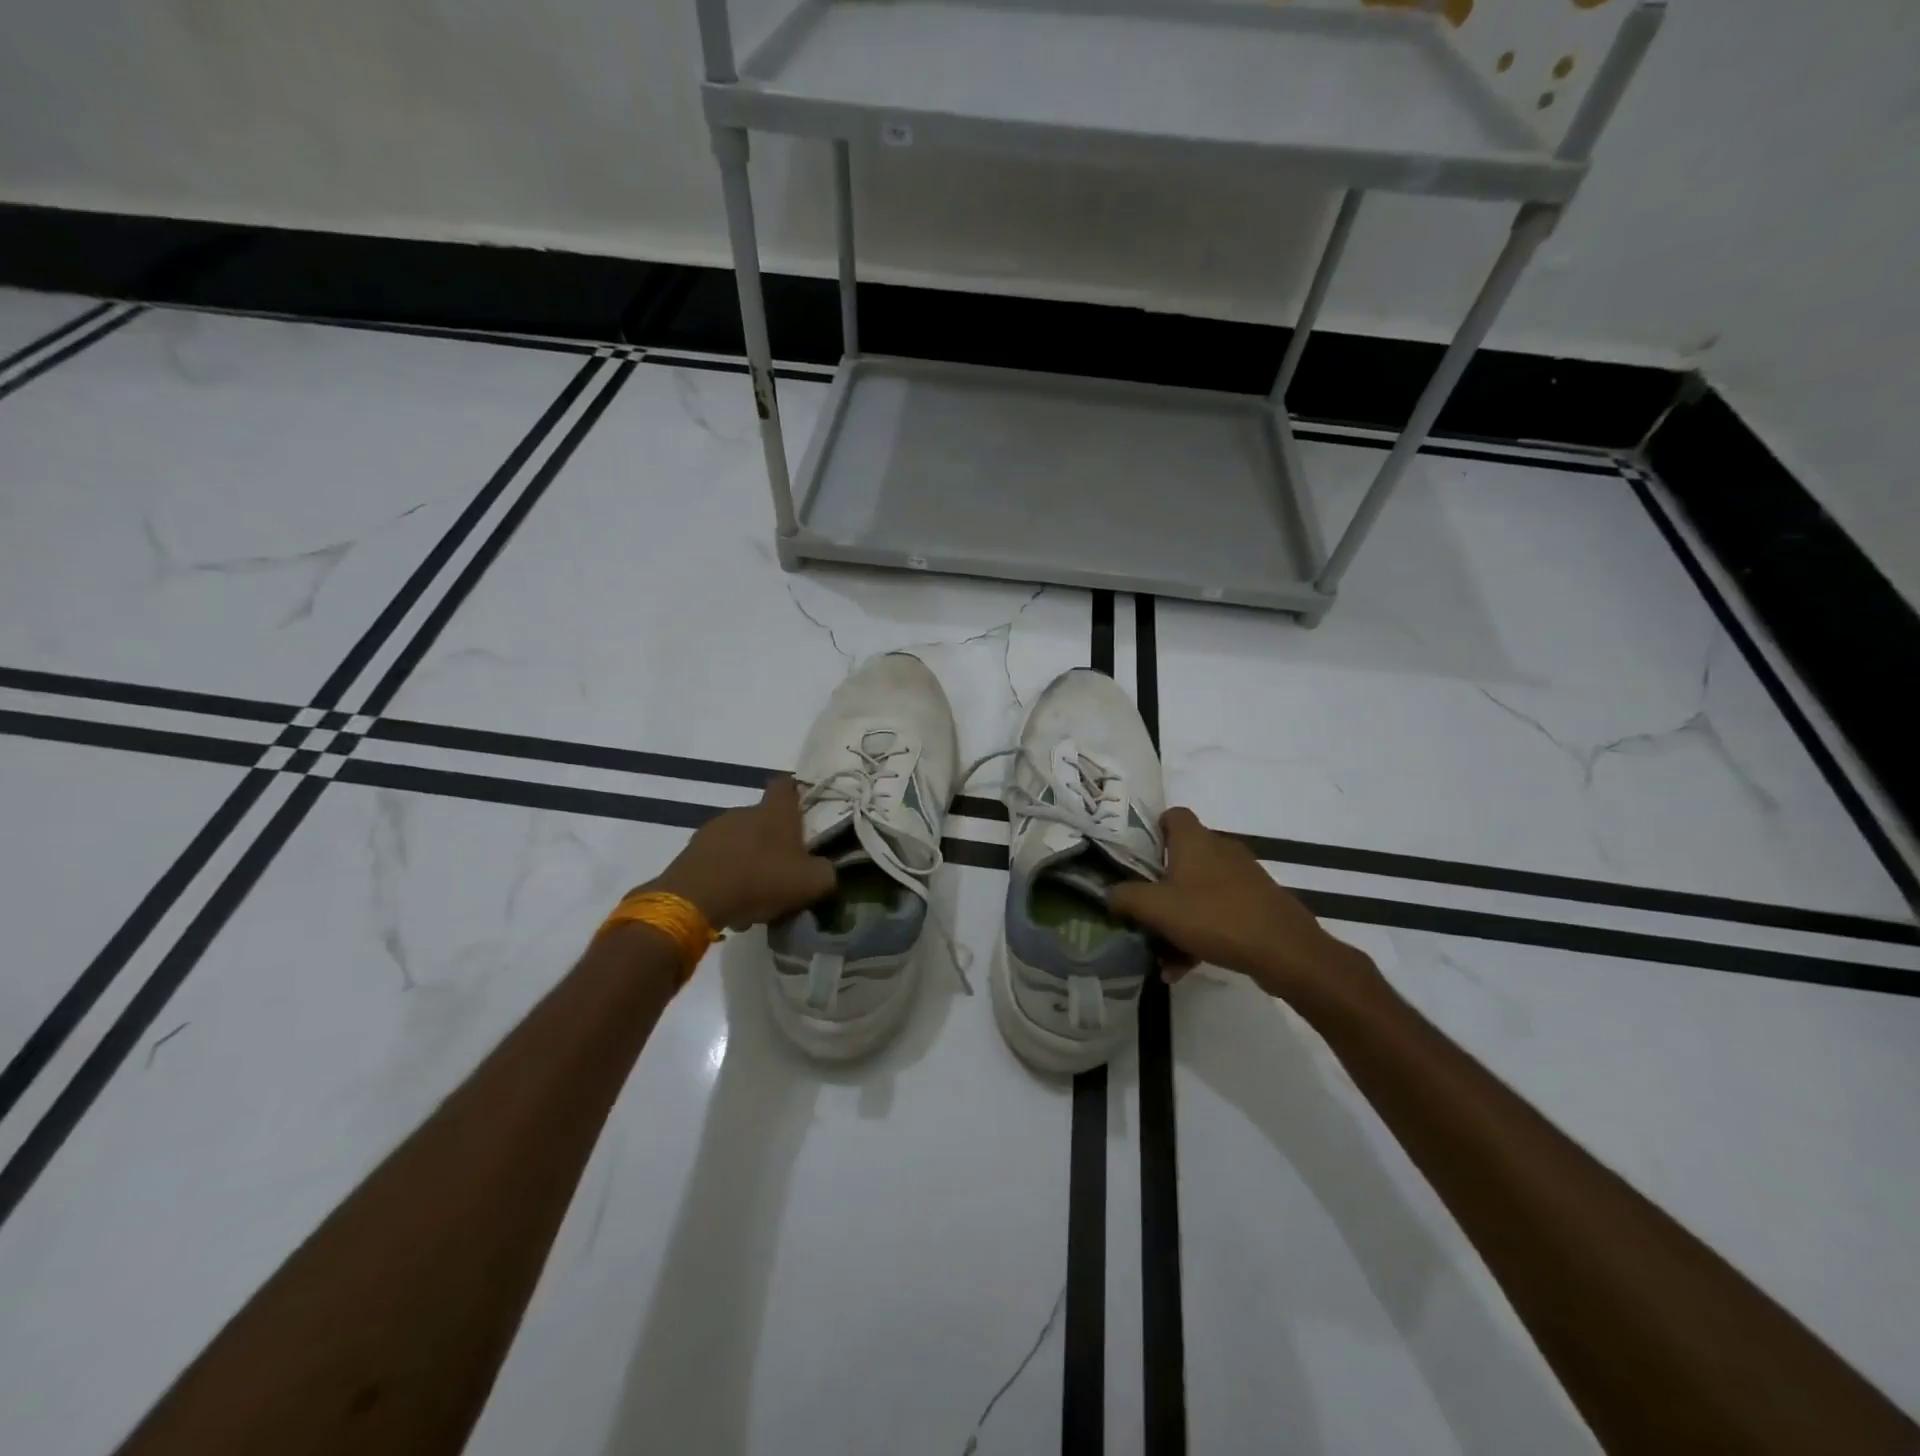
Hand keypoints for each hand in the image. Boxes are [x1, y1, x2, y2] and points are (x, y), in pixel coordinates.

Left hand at [643, 776, 835, 931]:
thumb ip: (826, 872)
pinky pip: (716, 858)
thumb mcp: (811, 883)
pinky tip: (730, 899)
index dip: (795, 794)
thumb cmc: (761, 880)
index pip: (785, 785)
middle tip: (782, 868)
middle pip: (762, 817)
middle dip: (772, 839)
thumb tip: (826, 870)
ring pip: (739, 839)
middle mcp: (744, 811)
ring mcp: (714, 829)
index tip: (801, 811)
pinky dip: (725, 873)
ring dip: (747, 858)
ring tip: (754, 892)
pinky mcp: (691, 850)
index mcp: (775, 812)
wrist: (696, 898)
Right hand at [1109, 808, 1385, 1009]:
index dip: (1151, 830)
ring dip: (1179, 917)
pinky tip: (1185, 967)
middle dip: (1160, 884)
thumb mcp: (1157, 908)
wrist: (1285, 951)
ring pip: (1200, 890)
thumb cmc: (1214, 917)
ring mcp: (1244, 878)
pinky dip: (1201, 933)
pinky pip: (1219, 913)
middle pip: (1183, 858)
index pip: (1172, 816)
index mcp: (1196, 840)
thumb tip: (1109, 893)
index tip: (1136, 856)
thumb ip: (1126, 897)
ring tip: (1161, 952)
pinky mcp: (1259, 904)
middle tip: (1142, 908)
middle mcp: (1221, 850)